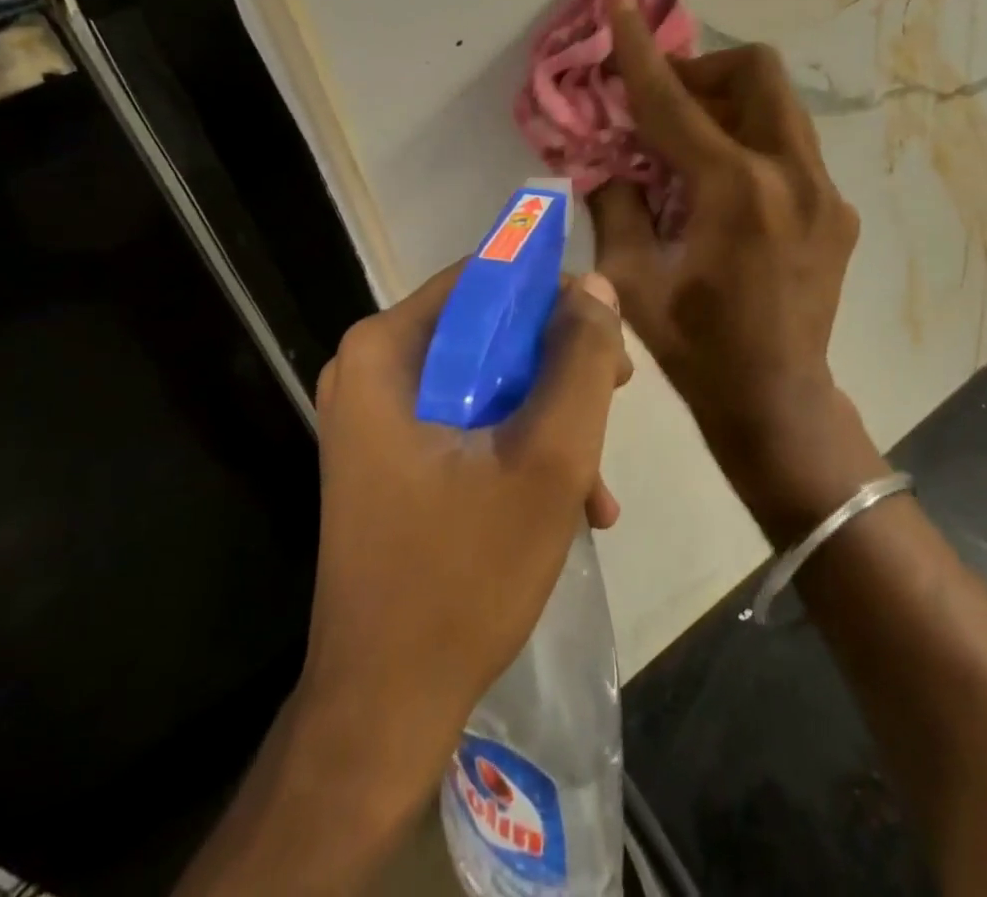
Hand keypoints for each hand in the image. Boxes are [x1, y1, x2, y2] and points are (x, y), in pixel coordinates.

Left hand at [301, 264, 631, 767]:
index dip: (555, 296)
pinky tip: (573, 503)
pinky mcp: (390, 457)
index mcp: (386, 350)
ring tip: (597, 479)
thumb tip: (597, 287)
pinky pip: (468, 422)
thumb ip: (580, 360)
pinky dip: (520, 448)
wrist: (385, 707)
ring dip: (549, 416)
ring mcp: (377, 417)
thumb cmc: (464, 574)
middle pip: (488, 330)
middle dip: (559, 366)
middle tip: (616, 399)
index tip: (607, 337)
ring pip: (486, 379)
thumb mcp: (549, 457)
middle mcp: (371, 370)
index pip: (486, 277)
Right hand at [591, 0, 885, 546]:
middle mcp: (791, 175)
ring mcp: (824, 192)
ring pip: (781, 106)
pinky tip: (730, 194)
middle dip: (705, 72)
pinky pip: (792, 150)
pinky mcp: (837, 211)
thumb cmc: (695, 347)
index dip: (640, 49)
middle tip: (667, 107)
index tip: (622, 1)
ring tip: (694, 149)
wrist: (776, 399)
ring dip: (731, 107)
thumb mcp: (632, 277)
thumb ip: (615, 203)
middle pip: (757, 73)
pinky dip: (753, 146)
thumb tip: (609, 160)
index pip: (675, 101)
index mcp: (734, 191)